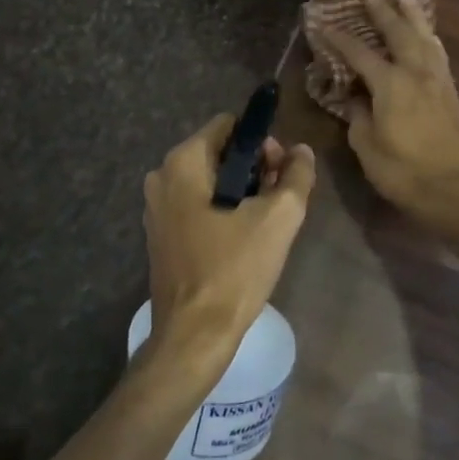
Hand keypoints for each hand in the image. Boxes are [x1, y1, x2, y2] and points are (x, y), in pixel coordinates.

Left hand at [141, 114, 315, 383]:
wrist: (195, 334)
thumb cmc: (235, 269)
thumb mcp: (279, 218)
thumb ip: (296, 175)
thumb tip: (301, 151)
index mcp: (183, 162)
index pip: (229, 125)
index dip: (263, 141)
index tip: (282, 171)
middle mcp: (162, 176)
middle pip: (219, 152)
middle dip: (254, 167)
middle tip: (280, 198)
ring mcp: (156, 208)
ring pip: (210, 180)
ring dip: (241, 191)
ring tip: (266, 221)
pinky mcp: (160, 234)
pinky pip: (197, 205)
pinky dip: (222, 211)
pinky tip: (243, 238)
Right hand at [323, 0, 458, 230]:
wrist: (453, 191)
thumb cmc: (402, 171)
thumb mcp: (366, 146)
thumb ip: (358, 116)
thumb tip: (354, 98)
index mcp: (391, 84)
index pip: (360, 53)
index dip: (340, 39)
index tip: (324, 25)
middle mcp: (416, 73)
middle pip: (399, 34)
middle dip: (383, 14)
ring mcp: (438, 82)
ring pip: (425, 39)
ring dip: (414, 17)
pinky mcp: (452, 94)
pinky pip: (439, 55)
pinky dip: (430, 39)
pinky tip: (429, 37)